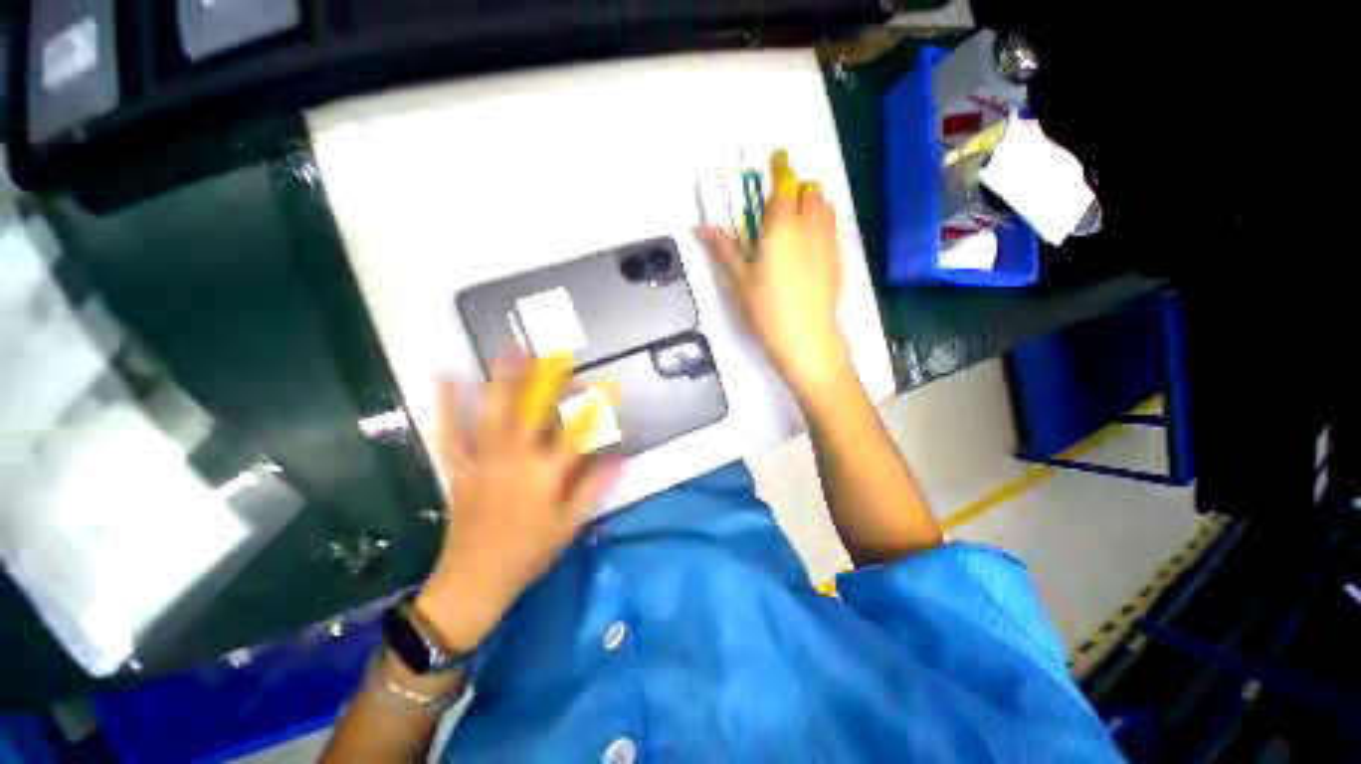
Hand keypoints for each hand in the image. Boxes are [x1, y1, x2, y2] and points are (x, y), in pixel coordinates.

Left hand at [415, 356, 621, 651]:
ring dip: (504, 380)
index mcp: (547, 473)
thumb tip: (621, 454)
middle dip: (547, 380)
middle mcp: (516, 457)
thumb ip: (596, 484)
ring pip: (495, 412)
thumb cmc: (528, 553)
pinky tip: (443, 379)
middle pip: (535, 410)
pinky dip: (447, 405)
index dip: (596, 411)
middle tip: (554, 355)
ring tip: (510, 351)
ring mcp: (484, 459)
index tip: (606, 392)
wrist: (473, 581)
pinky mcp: (461, 466)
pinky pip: (451, 432)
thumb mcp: (571, 523)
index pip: (578, 431)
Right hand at [697, 169, 851, 400]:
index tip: (776, 158)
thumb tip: (702, 227)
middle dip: (797, 187)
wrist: (807, 339)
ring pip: (826, 206)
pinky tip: (809, 244)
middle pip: (810, 190)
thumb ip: (724, 249)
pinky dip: (822, 222)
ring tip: (796, 220)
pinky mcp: (838, 259)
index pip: (784, 184)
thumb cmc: (767, 310)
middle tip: (780, 202)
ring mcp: (828, 242)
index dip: (780, 167)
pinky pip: (833, 227)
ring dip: (812, 203)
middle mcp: (809, 227)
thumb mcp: (740, 281)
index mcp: (781, 227)